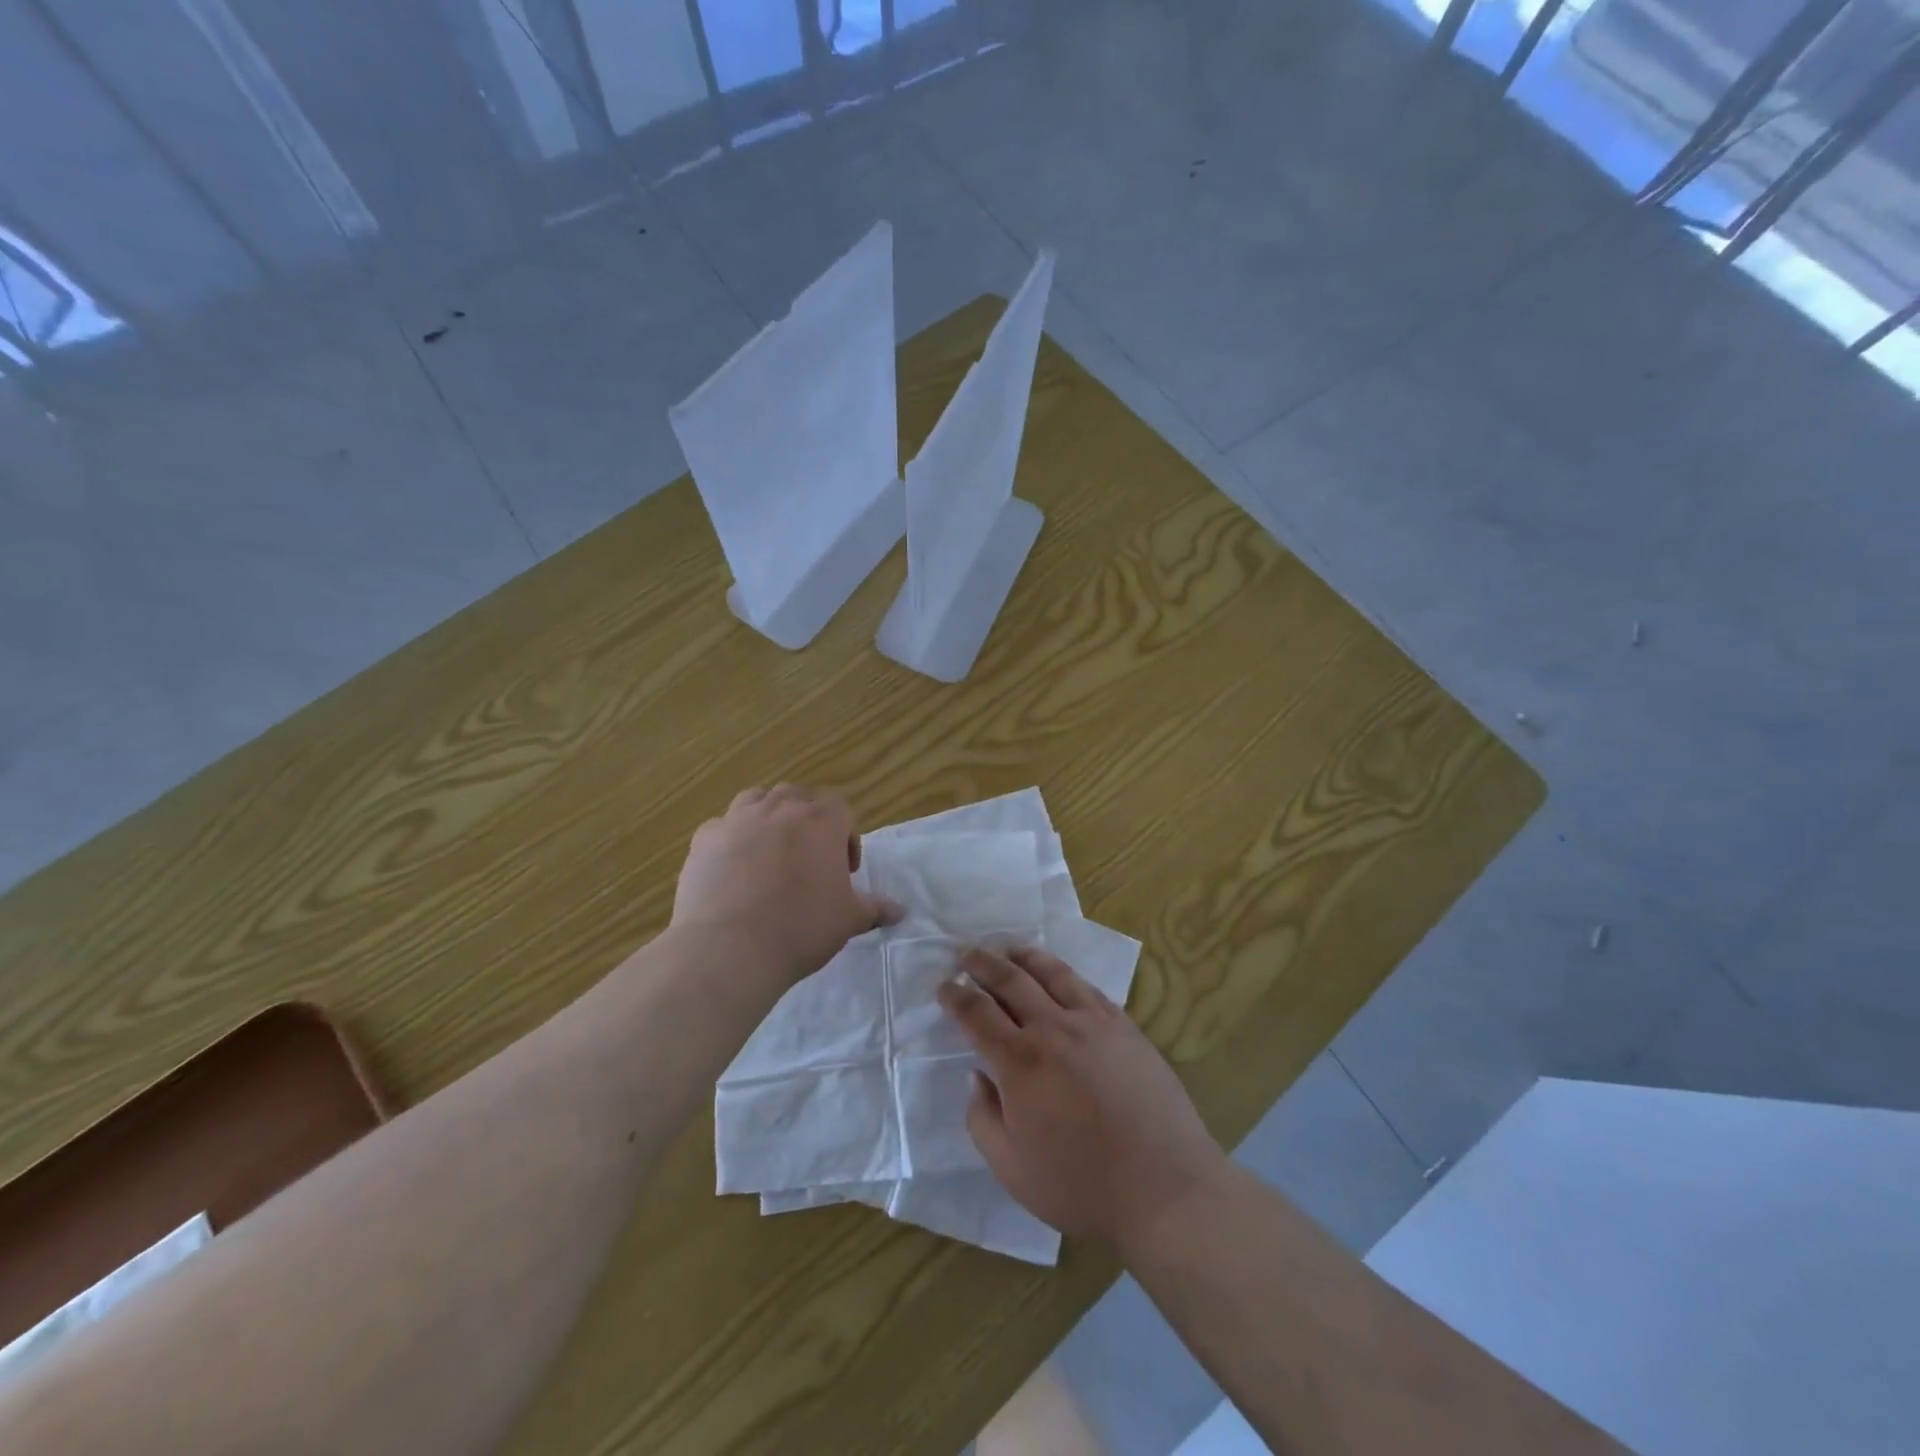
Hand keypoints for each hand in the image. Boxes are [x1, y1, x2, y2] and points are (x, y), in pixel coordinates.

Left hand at [672, 785, 898, 989]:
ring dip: (768, 817)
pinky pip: (721, 827)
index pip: (840, 807)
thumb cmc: (801, 928)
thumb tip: (901, 911)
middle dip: (806, 820)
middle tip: (808, 858)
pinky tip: (732, 869)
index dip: (845, 836)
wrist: (730, 947)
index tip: (842, 871)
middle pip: (798, 795)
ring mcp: (737, 820)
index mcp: (820, 821)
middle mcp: (780, 809)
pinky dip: (731, 839)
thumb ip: (875, 909)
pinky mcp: (704, 839)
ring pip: (757, 799)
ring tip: (769, 853)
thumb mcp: (848, 920)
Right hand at [937, 947, 1229, 1251]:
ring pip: (1051, 973)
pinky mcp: (1124, 1026)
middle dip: (982, 963)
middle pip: (1010, 980)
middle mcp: (1053, 1029)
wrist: (1164, 1187)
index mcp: (1019, 1062)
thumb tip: (977, 1076)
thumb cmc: (1081, 1186)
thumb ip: (983, 1118)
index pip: (976, 1014)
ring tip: (1008, 949)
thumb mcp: (1011, 1169)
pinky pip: (1087, 987)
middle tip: (966, 953)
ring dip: (1023, 957)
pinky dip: (1063, 973)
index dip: (955, 996)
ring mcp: (1093, 1022)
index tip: (944, 986)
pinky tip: (1059, 975)